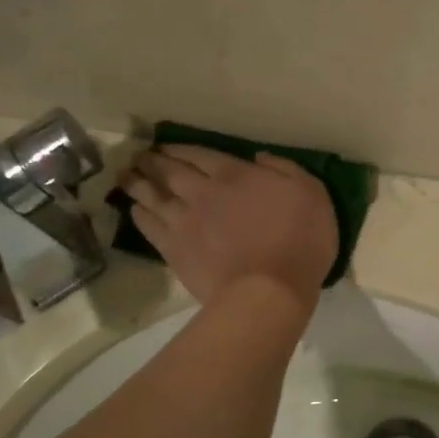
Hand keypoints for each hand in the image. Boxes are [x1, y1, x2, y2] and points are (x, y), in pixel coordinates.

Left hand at [119, 147, 337, 313]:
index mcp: (236, 175)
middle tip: (139, 157)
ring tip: (126, 177)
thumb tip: (259, 158)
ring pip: (153, 196)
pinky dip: (140, 215)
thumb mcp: (312, 194)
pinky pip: (150, 227)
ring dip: (138, 183)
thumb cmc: (300, 241)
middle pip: (170, 171)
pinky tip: (134, 210)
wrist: (270, 291)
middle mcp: (203, 192)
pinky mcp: (176, 251)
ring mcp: (185, 222)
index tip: (165, 146)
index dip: (180, 148)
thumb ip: (285, 169)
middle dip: (153, 161)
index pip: (200, 154)